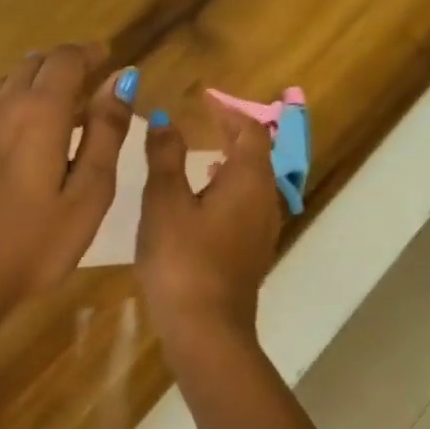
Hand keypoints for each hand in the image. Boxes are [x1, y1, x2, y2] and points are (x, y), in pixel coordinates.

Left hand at [0, 43, 134, 322]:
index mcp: (40, 111)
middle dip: (67, 65)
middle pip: (35, 63)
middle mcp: (3, 105)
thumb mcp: (88, 192)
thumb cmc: (34, 242)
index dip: (91, 54)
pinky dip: (15, 102)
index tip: (111, 60)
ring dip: (40, 82)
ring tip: (64, 109)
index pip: (66, 59)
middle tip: (93, 85)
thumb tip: (122, 80)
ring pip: (10, 81)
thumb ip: (106, 132)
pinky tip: (24, 132)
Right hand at [136, 98, 283, 350]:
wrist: (206, 329)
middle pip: (258, 155)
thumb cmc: (182, 259)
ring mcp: (263, 230)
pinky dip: (231, 189)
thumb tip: (164, 119)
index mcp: (249, 180)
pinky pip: (248, 206)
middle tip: (206, 121)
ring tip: (205, 154)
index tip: (206, 99)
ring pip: (255, 183)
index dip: (230, 111)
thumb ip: (165, 156)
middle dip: (234, 134)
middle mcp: (265, 200)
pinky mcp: (253, 253)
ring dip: (233, 162)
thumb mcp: (165, 202)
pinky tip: (205, 200)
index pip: (250, 131)